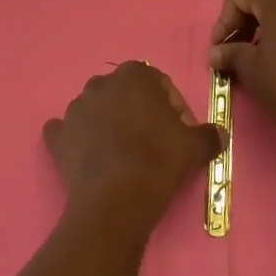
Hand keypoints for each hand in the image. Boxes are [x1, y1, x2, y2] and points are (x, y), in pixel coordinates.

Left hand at [43, 63, 223, 241]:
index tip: (181, 133)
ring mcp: (74, 108)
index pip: (160, 85)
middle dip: (139, 114)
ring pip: (97, 111)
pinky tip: (91, 158)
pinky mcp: (57, 135)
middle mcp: (100, 83)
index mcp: (134, 75)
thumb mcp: (195, 147)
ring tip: (124, 156)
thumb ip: (209, 134)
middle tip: (154, 144)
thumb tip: (218, 134)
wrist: (116, 200)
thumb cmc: (158, 162)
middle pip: (126, 95)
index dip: (174, 109)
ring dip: (109, 125)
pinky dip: (78, 141)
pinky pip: (68, 132)